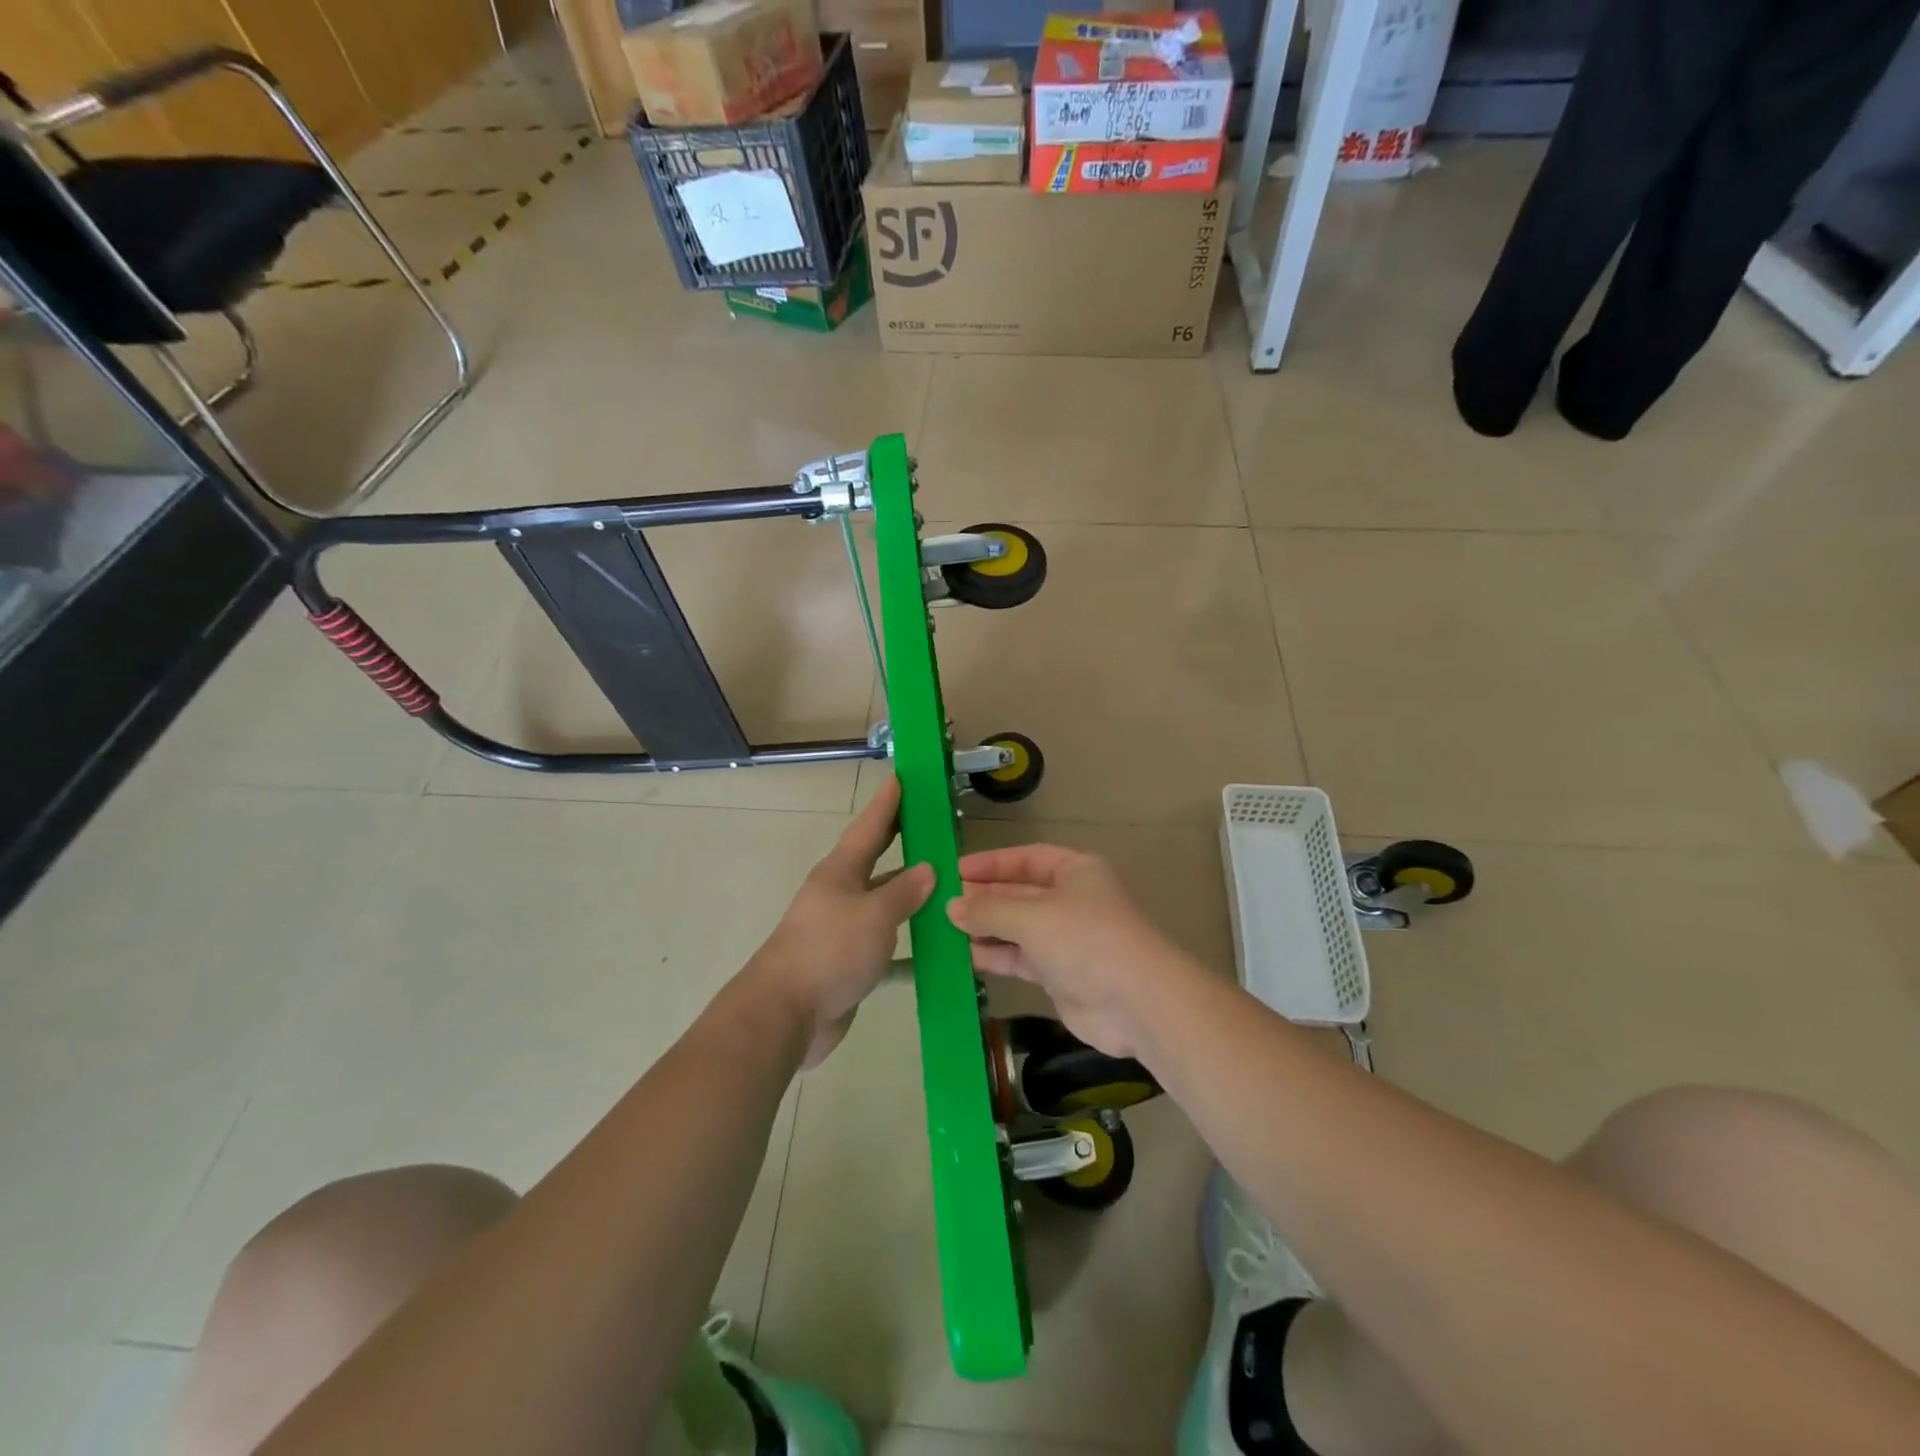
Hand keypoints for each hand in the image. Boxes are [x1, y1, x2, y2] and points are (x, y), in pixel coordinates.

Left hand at [743, 776, 932, 1067]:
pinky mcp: (849, 964)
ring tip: (948, 885)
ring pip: (885, 904)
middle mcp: (841, 894)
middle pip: (877, 861)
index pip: (870, 827)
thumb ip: (904, 891)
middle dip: (902, 841)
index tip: (902, 777)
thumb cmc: (829, 949)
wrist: (786, 1014)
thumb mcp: (874, 914)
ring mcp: (843, 930)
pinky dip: (911, 948)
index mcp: (841, 872)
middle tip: (932, 823)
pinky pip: (887, 948)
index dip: (887, 803)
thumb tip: (929, 868)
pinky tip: (938, 951)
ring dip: (912, 896)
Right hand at [946, 843, 1195, 1058]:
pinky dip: (995, 955)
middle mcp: (1071, 900)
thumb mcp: (1033, 917)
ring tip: (945, 929)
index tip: (954, 870)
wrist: (1136, 1003)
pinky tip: (964, 955)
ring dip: (985, 928)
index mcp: (1076, 871)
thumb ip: (989, 910)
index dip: (990, 863)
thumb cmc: (1086, 940)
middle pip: (1019, 893)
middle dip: (984, 898)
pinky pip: (1020, 958)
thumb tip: (952, 906)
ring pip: (1017, 927)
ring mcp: (1066, 939)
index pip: (1026, 859)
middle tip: (942, 903)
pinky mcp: (1059, 974)